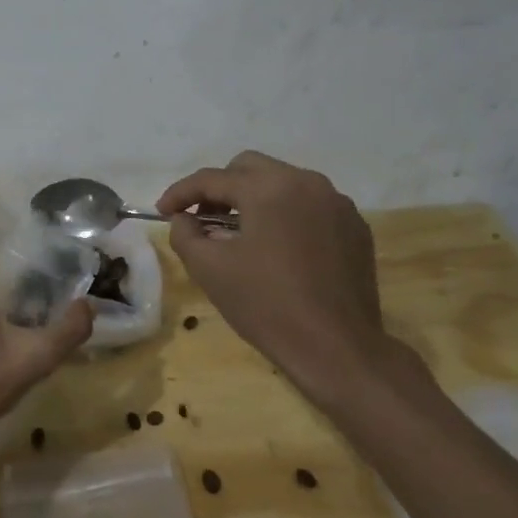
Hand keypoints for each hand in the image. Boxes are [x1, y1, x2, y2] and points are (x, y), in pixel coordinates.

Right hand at [158, 151, 404, 412]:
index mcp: (267, 188)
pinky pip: (310, 205)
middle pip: (249, 168)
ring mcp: (336, 202)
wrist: (338, 348)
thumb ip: (184, 234)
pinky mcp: (355, 226)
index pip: (212, 178)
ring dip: (254, 199)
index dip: (181, 193)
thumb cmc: (267, 305)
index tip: (163, 210)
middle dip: (220, 189)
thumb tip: (183, 218)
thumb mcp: (209, 269)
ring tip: (239, 234)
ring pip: (282, 183)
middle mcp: (305, 182)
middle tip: (202, 219)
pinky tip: (278, 248)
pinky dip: (286, 215)